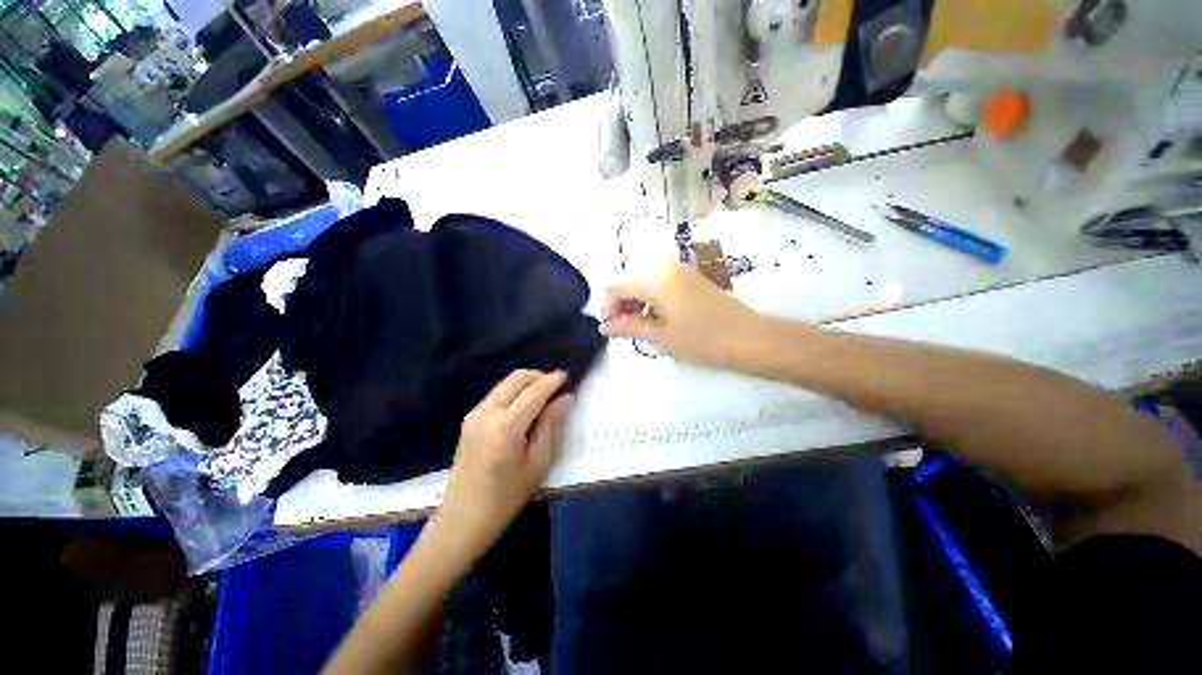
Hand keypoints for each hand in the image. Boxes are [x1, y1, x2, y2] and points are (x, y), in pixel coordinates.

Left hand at [427, 370, 571, 569]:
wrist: (462, 518)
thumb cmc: (507, 497)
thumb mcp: (538, 463)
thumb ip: (552, 425)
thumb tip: (565, 398)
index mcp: (506, 425)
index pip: (535, 391)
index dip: (552, 381)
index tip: (567, 375)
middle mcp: (487, 411)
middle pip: (517, 378)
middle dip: (539, 377)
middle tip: (556, 388)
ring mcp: (475, 413)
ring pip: (506, 383)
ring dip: (526, 383)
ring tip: (543, 398)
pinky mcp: (469, 419)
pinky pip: (497, 394)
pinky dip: (514, 392)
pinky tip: (524, 408)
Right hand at [601, 260, 766, 366]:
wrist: (749, 338)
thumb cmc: (702, 340)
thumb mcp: (660, 336)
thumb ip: (628, 327)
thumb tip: (605, 327)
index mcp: (654, 278)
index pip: (616, 285)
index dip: (608, 307)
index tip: (611, 329)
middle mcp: (665, 266)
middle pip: (628, 279)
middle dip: (620, 303)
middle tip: (623, 329)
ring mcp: (680, 270)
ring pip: (644, 280)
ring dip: (635, 300)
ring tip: (639, 326)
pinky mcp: (690, 278)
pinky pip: (660, 282)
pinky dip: (650, 298)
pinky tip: (656, 318)